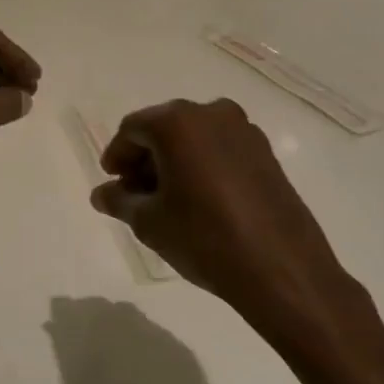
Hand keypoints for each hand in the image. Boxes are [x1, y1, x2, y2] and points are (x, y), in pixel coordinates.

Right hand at [90, 100, 375, 352]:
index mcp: (177, 123)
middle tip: (135, 192)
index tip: (112, 182)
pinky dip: (202, 165)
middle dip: (145, 157)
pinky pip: (220, 149)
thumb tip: (102, 194)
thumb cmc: (204, 238)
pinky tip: (199, 199)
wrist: (281, 269)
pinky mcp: (266, 153)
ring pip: (194, 137)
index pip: (132, 129)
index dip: (117, 156)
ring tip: (167, 199)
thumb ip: (120, 201)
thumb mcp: (150, 222)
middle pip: (164, 128)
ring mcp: (244, 131)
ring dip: (174, 160)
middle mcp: (211, 114)